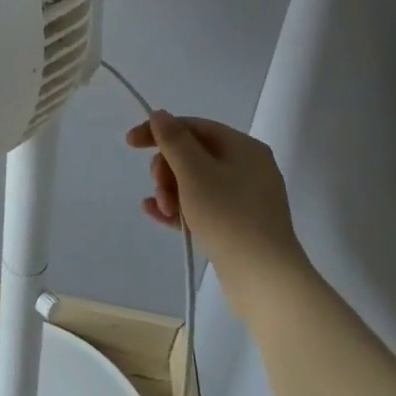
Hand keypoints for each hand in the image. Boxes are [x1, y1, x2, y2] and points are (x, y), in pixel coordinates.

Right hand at [128, 112, 309, 291]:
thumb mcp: (194, 172)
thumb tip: (160, 115)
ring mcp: (245, 198)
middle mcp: (247, 168)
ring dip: (171, 191)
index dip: (160, 131)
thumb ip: (173, 140)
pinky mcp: (239, 225)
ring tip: (163, 210)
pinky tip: (158, 214)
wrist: (265, 280)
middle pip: (193, 155)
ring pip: (195, 182)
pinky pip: (203, 206)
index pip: (193, 126)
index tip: (130, 143)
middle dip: (167, 169)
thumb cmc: (228, 216)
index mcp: (243, 147)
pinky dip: (181, 207)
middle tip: (159, 189)